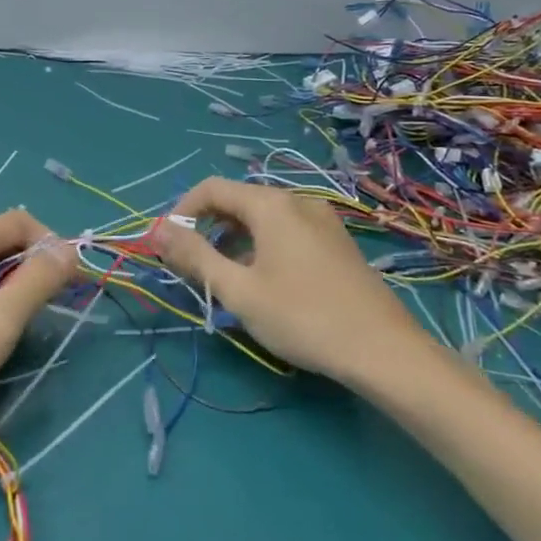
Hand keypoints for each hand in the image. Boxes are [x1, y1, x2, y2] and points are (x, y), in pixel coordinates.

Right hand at [151, 177, 419, 383]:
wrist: (384, 351)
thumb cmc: (302, 317)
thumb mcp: (238, 289)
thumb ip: (194, 256)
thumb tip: (157, 230)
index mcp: (271, 204)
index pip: (211, 188)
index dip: (182, 212)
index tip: (167, 247)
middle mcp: (297, 201)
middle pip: (238, 200)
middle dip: (206, 228)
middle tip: (190, 266)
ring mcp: (322, 220)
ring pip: (262, 218)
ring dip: (233, 239)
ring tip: (223, 278)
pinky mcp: (336, 242)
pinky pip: (286, 231)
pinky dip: (261, 246)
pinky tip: (262, 282)